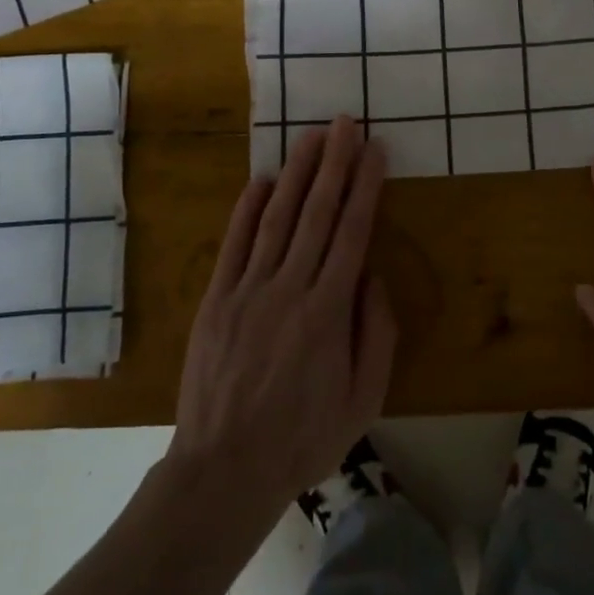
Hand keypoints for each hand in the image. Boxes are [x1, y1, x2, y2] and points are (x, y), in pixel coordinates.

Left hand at [167, 116, 396, 516]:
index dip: (365, 186)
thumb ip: (377, 332)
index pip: (352, 232)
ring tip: (312, 136)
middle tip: (345, 123)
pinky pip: (234, 244)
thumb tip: (372, 274)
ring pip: (276, 218)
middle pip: (316, 212)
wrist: (223, 472)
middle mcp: (289, 288)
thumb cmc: (304, 438)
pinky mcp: (216, 300)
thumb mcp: (364, 398)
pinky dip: (248, 209)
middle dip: (334, 163)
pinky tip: (261, 180)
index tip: (375, 150)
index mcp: (329, 311)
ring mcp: (247, 290)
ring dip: (296, 173)